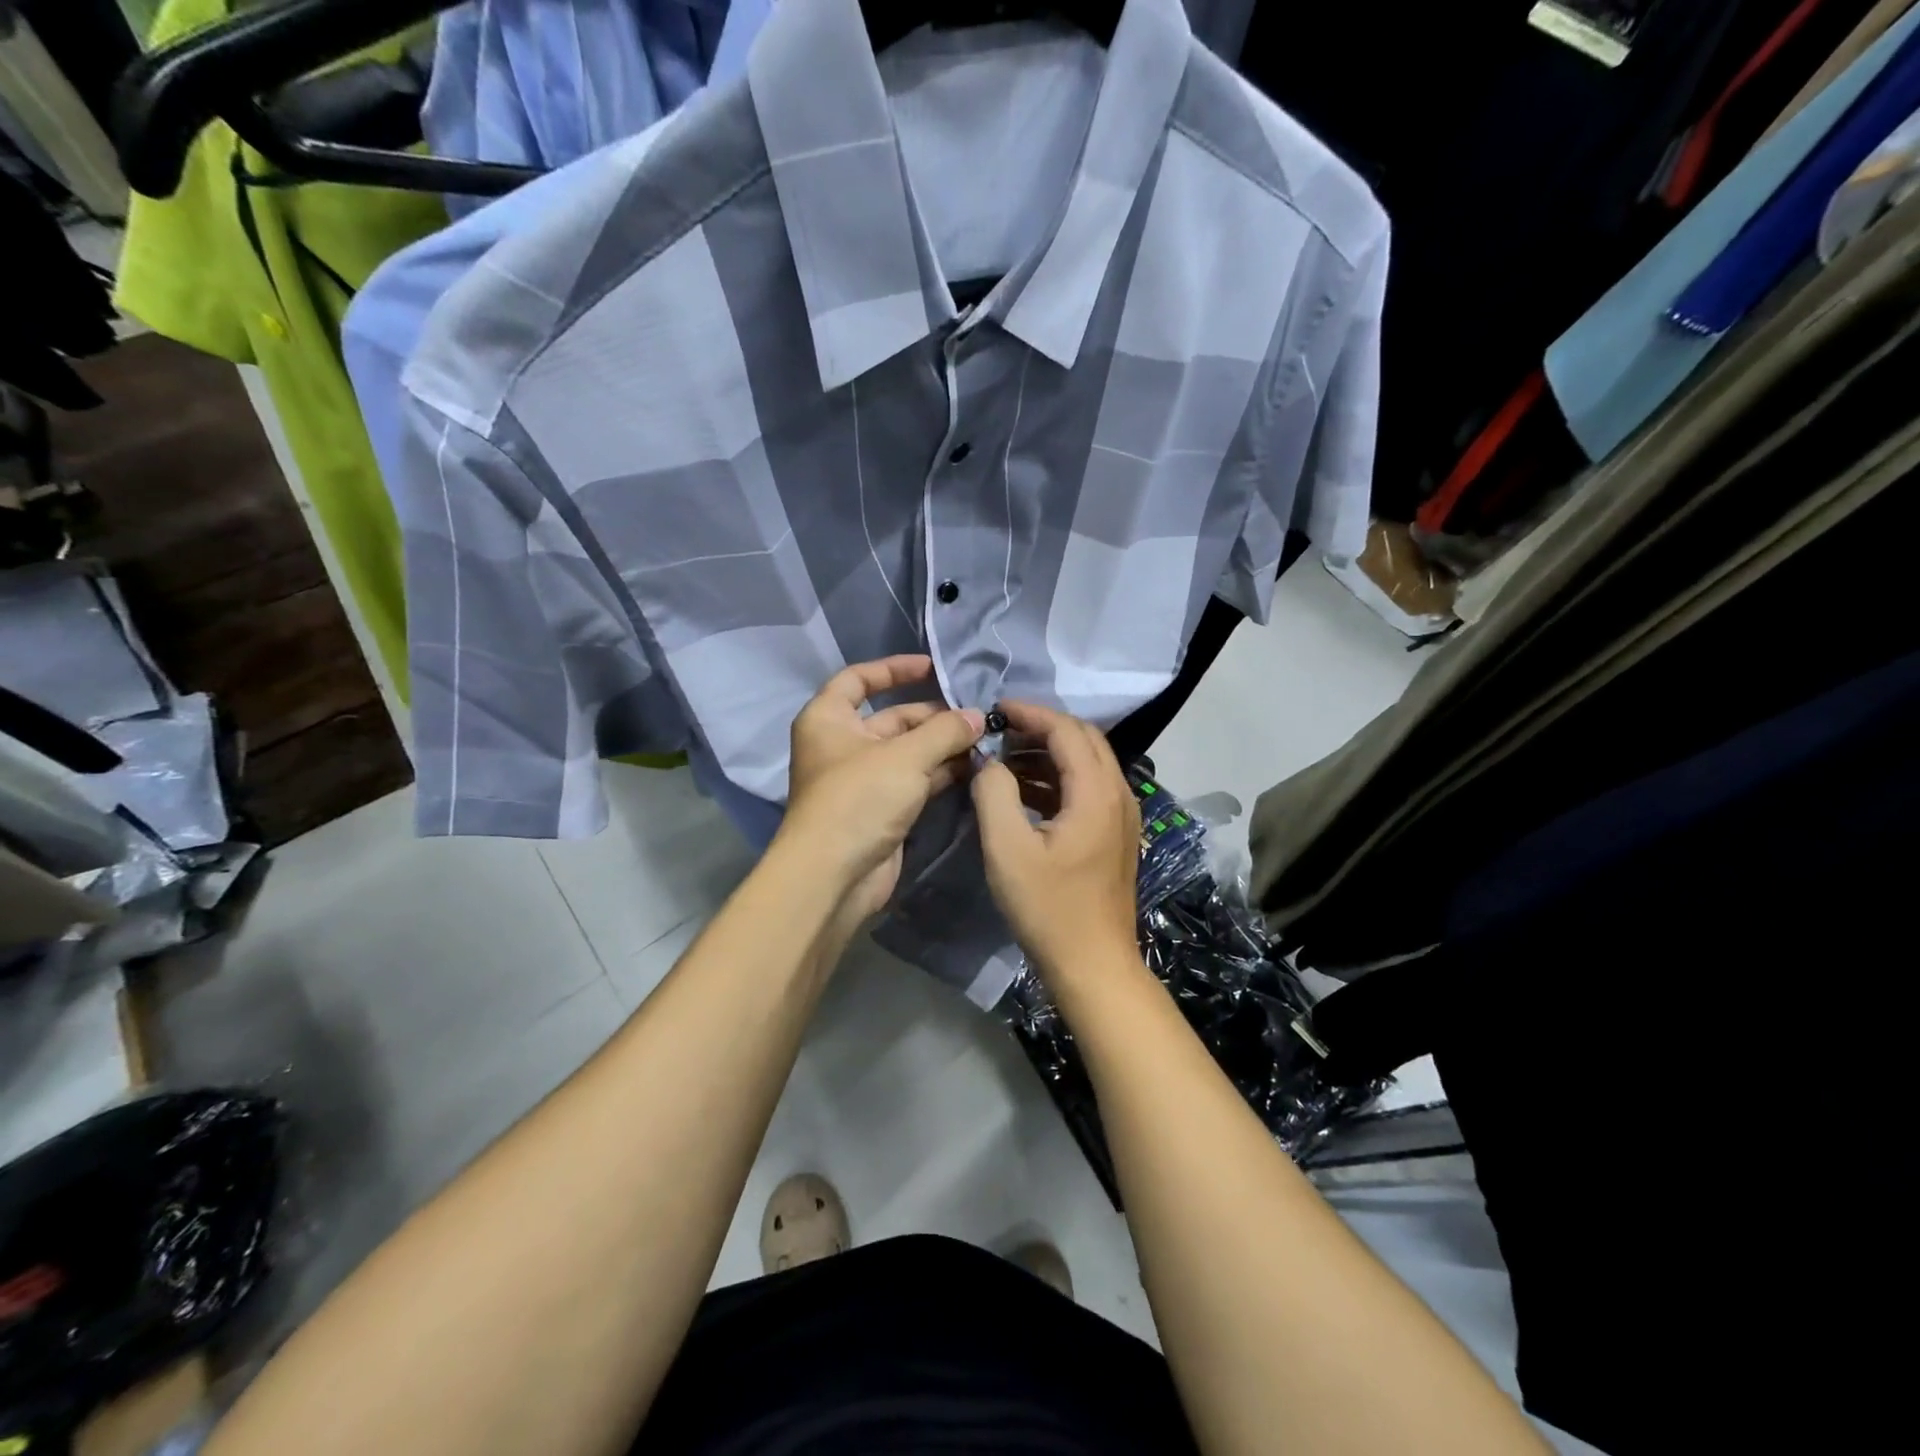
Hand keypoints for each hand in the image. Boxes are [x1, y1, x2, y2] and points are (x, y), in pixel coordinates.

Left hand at [778, 655, 984, 921]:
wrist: (833, 876)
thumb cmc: (859, 800)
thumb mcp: (905, 757)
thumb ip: (944, 732)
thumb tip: (978, 717)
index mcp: (829, 719)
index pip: (859, 679)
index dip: (894, 669)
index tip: (932, 668)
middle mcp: (843, 745)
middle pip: (892, 718)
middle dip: (934, 716)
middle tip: (977, 718)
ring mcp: (863, 779)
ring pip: (908, 752)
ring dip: (943, 746)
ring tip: (984, 741)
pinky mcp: (881, 809)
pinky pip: (915, 780)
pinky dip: (940, 773)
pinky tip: (974, 768)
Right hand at [971, 701, 1140, 986]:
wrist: (1094, 965)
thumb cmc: (1048, 908)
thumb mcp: (1007, 849)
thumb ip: (994, 793)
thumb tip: (989, 761)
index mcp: (1096, 792)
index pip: (1066, 730)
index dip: (1030, 713)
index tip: (994, 711)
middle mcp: (1118, 794)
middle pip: (1084, 740)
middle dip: (1042, 728)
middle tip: (1001, 732)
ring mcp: (1122, 816)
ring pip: (1088, 763)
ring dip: (1049, 753)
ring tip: (1006, 759)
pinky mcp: (1115, 836)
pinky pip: (1089, 789)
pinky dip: (1058, 779)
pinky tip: (1025, 793)